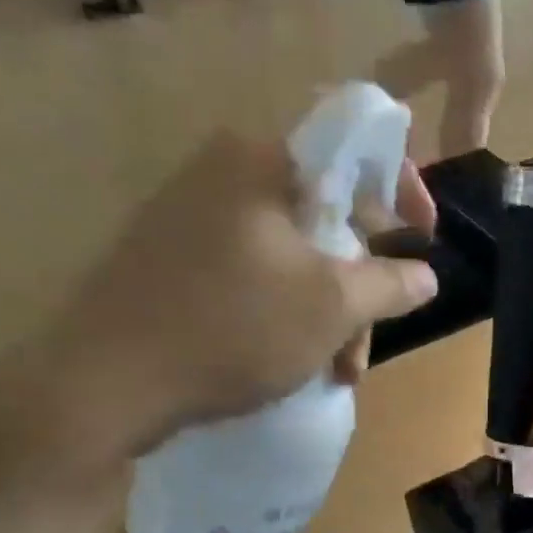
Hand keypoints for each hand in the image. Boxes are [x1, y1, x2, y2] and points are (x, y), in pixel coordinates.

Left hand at [12, 130, 438, 482]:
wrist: (106, 383)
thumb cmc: (232, 328)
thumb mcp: (331, 306)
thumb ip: (389, 282)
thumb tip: (426, 274)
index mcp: (259, 162)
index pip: (352, 149)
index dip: (401, 189)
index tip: (425, 235)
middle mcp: (221, 175)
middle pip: (323, 216)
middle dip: (359, 283)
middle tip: (368, 339)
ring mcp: (189, 220)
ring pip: (290, 257)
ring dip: (326, 312)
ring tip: (336, 372)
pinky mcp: (170, 262)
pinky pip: (252, 276)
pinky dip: (285, 314)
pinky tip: (292, 362)